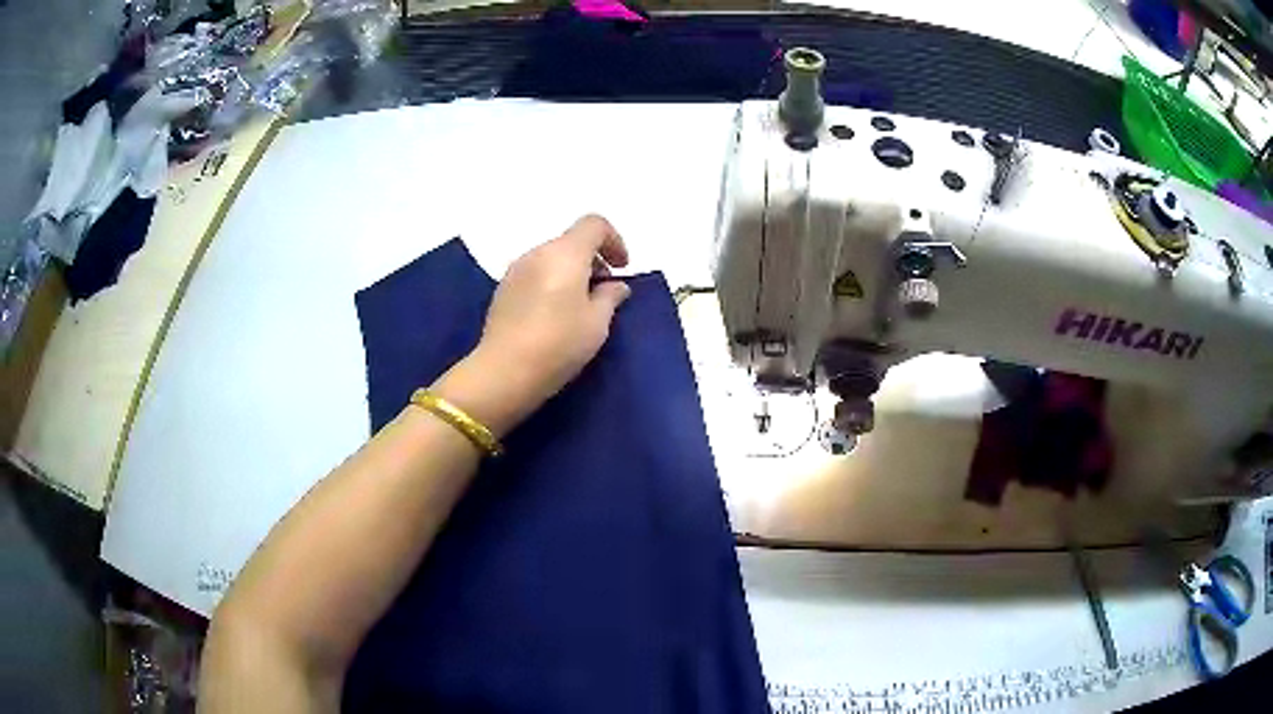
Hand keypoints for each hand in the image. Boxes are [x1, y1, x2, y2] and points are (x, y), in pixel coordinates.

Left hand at [433, 215, 631, 436]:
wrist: (504, 371)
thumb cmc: (559, 343)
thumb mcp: (597, 323)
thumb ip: (610, 297)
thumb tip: (615, 285)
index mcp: (565, 253)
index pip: (594, 224)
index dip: (614, 240)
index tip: (621, 268)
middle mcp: (538, 252)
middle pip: (571, 241)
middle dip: (592, 260)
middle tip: (604, 292)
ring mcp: (515, 270)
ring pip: (551, 258)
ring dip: (571, 273)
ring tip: (579, 307)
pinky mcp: (502, 290)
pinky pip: (535, 275)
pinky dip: (551, 283)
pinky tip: (553, 316)